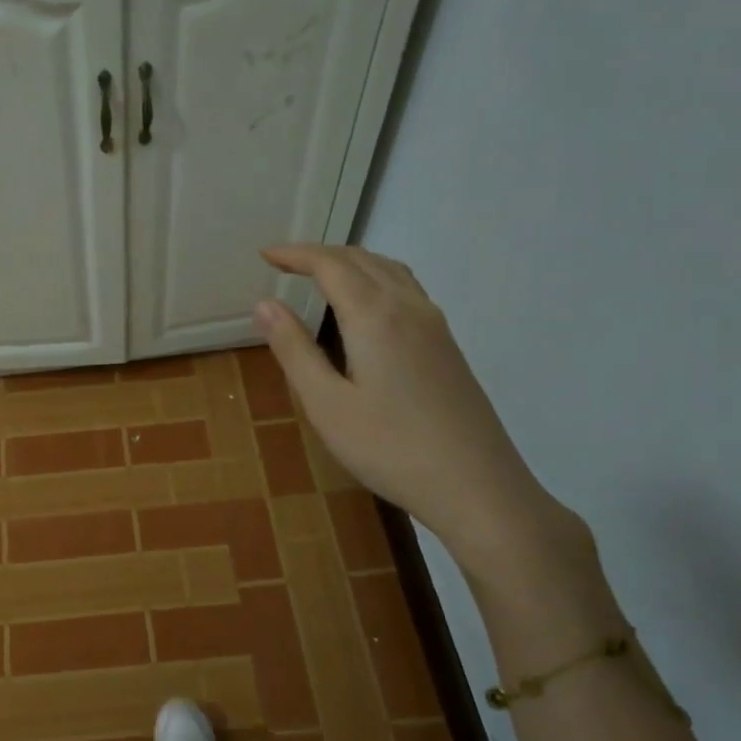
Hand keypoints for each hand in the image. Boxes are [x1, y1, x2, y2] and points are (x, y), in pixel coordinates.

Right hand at [253, 245, 557, 564]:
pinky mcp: (448, 346)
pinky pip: (407, 291)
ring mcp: (435, 326)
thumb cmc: (390, 448)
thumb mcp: (327, 405)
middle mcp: (409, 308)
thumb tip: (264, 304)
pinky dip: (376, 280)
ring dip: (352, 263)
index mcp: (375, 316)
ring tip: (321, 277)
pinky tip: (366, 309)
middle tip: (285, 264)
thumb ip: (294, 350)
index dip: (296, 254)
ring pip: (390, 271)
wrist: (476, 486)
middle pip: (363, 260)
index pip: (331, 265)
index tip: (265, 254)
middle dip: (321, 255)